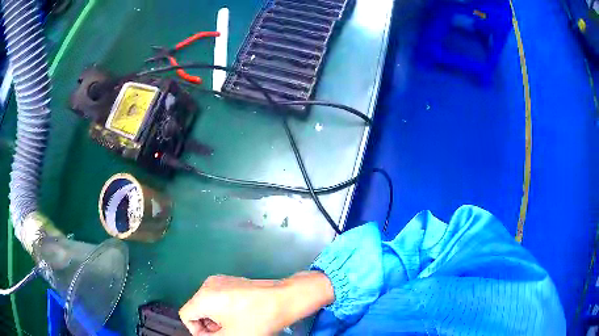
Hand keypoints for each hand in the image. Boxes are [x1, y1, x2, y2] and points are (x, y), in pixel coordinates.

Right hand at [179, 272, 333, 335]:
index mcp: (204, 297)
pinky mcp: (232, 280)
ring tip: (235, 326)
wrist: (283, 300)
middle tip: (226, 333)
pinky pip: (218, 297)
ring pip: (208, 304)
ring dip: (216, 318)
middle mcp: (208, 284)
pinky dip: (224, 309)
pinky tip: (240, 316)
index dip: (197, 330)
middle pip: (197, 309)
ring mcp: (221, 280)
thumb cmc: (256, 319)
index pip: (186, 315)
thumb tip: (203, 335)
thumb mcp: (231, 335)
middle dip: (208, 325)